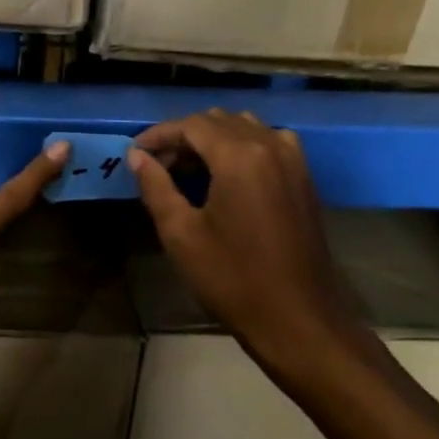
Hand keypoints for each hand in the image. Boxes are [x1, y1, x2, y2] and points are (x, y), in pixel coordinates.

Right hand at [129, 110, 369, 369]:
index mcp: (240, 156)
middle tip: (157, 166)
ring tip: (187, 170)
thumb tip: (137, 156)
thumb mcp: (181, 233)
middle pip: (219, 121)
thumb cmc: (231, 278)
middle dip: (184, 137)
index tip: (134, 152)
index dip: (159, 134)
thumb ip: (156, 186)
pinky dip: (240, 149)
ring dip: (212, 140)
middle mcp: (271, 145)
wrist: (297, 317)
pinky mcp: (304, 177)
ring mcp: (293, 159)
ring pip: (244, 128)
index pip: (192, 125)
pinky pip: (267, 143)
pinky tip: (224, 177)